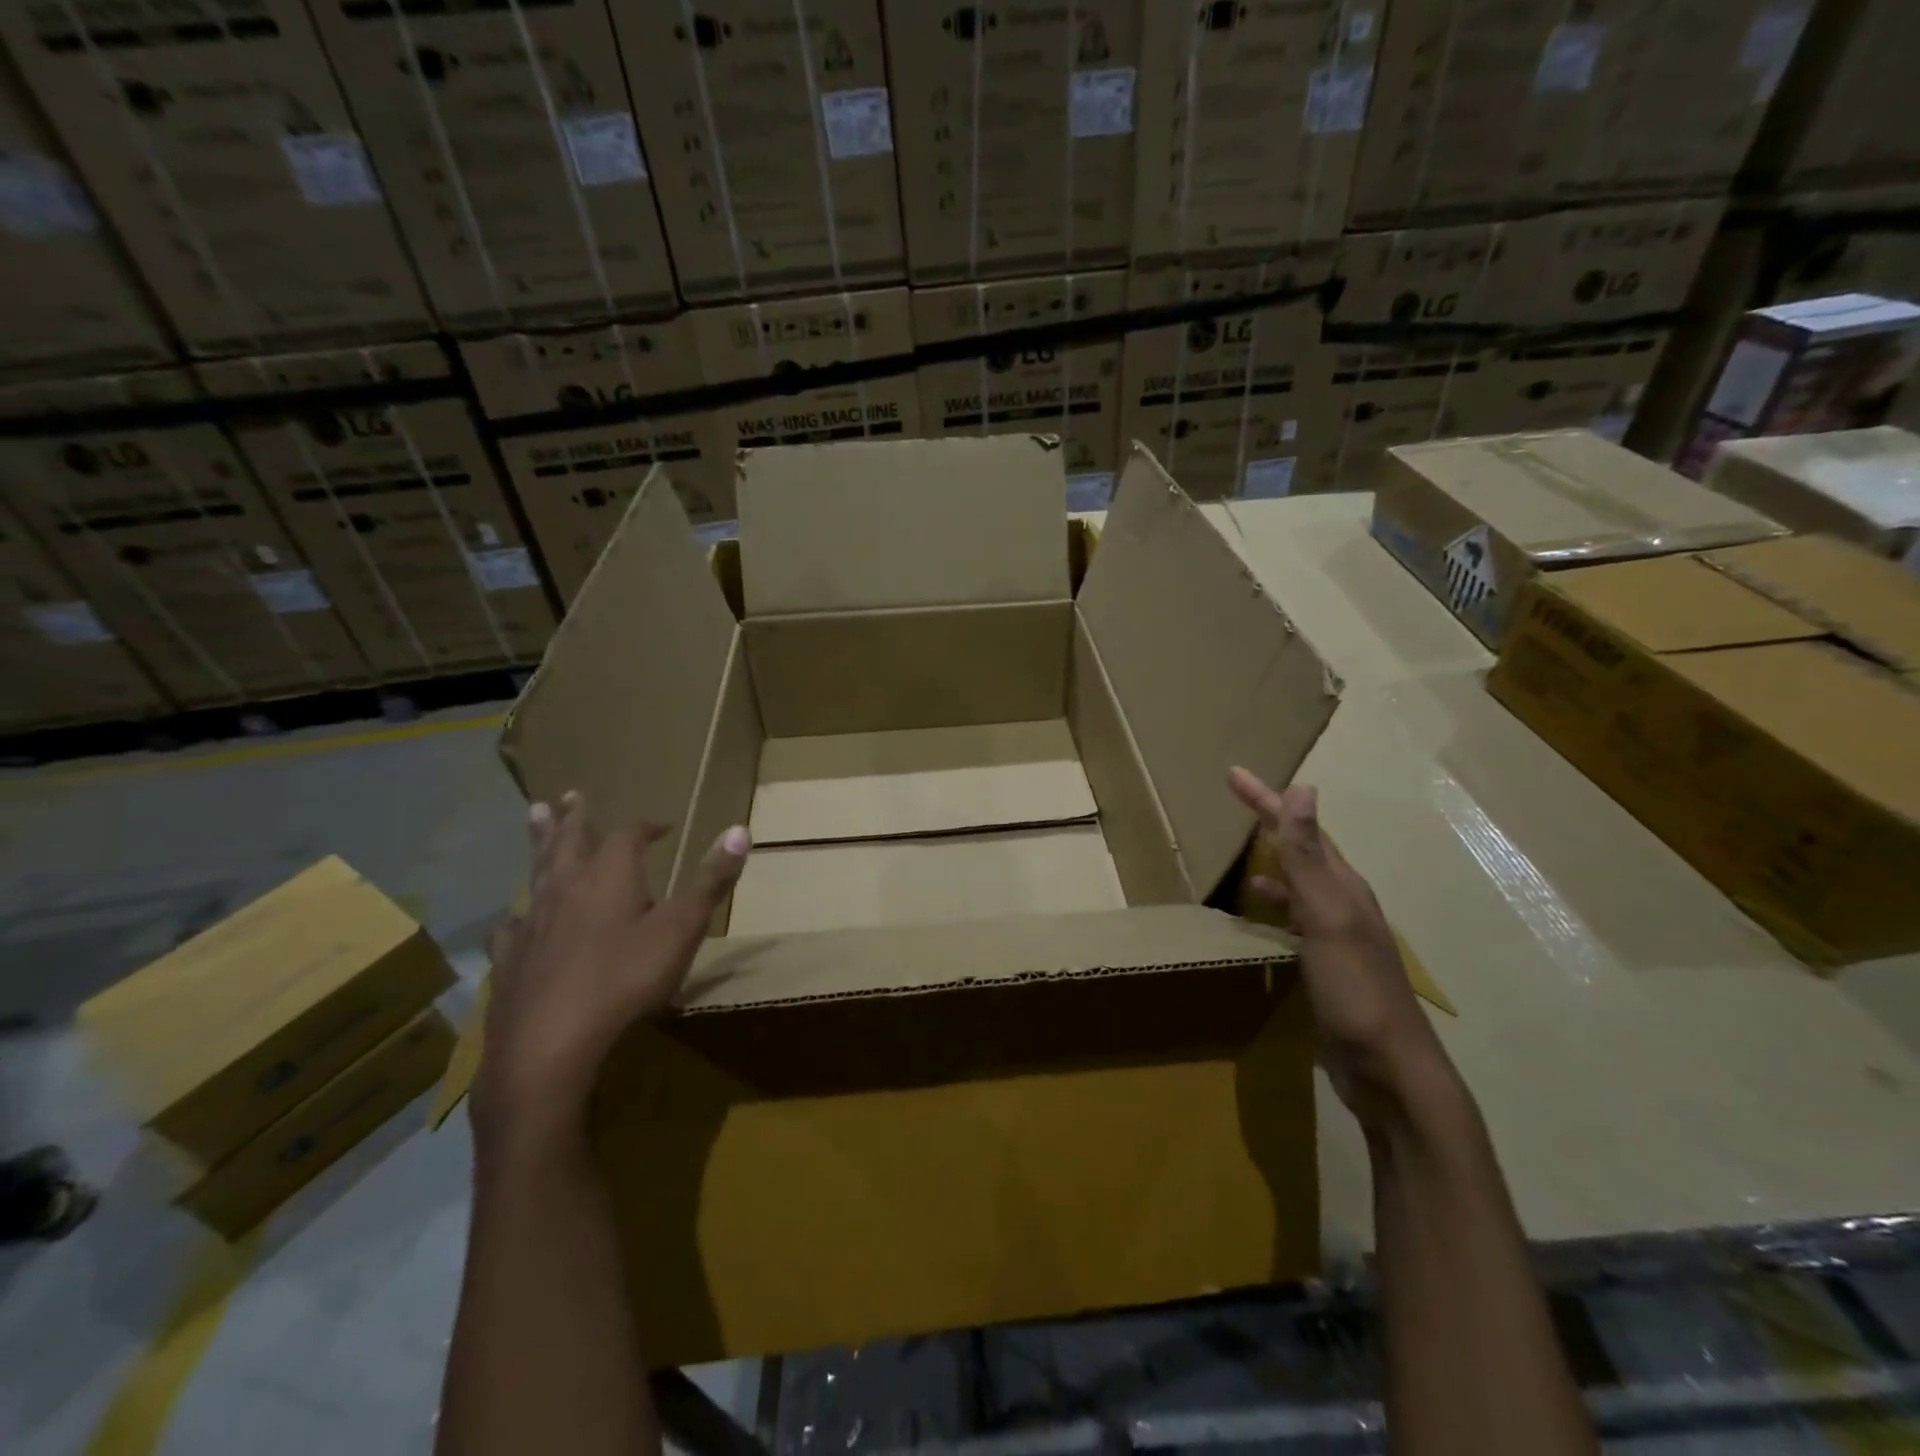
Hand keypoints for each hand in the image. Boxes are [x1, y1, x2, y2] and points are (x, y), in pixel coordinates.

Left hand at [473, 791, 750, 1156]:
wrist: (550, 1044)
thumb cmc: (625, 980)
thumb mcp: (682, 929)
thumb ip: (711, 880)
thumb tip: (740, 829)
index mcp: (610, 876)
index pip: (628, 836)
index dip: (646, 826)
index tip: (662, 826)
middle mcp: (566, 888)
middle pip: (569, 841)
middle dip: (575, 818)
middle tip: (570, 795)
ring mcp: (531, 923)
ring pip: (536, 872)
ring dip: (539, 844)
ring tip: (534, 818)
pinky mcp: (510, 960)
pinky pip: (510, 927)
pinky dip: (516, 916)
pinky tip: (512, 922)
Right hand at [1230, 767, 1451, 1130]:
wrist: (1388, 1068)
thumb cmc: (1355, 989)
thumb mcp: (1327, 918)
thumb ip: (1309, 858)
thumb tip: (1304, 789)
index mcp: (1342, 886)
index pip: (1301, 829)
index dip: (1267, 799)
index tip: (1233, 774)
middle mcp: (1342, 902)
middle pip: (1304, 849)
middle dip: (1273, 820)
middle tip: (1237, 799)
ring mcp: (1337, 935)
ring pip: (1301, 883)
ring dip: (1276, 860)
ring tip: (1245, 853)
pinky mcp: (1327, 964)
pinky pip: (1296, 918)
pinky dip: (1276, 904)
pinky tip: (1260, 913)